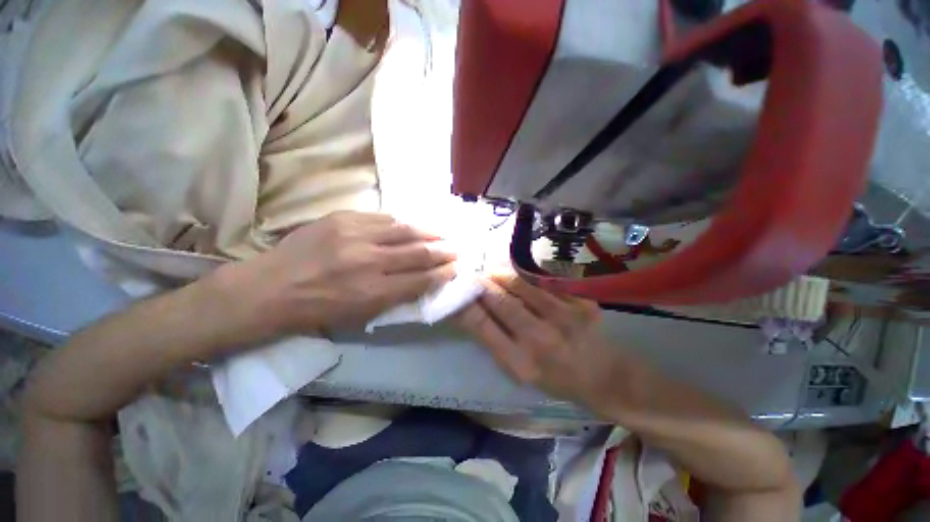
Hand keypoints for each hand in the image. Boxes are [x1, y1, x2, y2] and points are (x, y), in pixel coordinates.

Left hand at [226, 211, 456, 335]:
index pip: (421, 279)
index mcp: (373, 291)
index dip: (442, 274)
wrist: (268, 288)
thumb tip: (421, 281)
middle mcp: (369, 261)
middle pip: (418, 253)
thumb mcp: (359, 315)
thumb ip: (394, 297)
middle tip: (456, 249)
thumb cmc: (316, 310)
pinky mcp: (342, 218)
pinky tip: (411, 225)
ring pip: (404, 230)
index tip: (456, 268)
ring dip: (428, 233)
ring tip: (441, 234)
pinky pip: (382, 218)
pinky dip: (401, 223)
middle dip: (442, 251)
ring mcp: (355, 235)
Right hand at [454, 272, 640, 409]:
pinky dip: (527, 276)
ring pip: (522, 285)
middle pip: (501, 301)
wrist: (604, 376)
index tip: (456, 292)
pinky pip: (545, 282)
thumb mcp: (519, 372)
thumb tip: (470, 311)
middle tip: (472, 274)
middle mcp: (541, 338)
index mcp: (521, 362)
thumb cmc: (555, 378)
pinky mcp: (581, 302)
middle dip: (482, 284)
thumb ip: (494, 341)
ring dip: (502, 275)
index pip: (482, 326)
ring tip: (492, 270)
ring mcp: (564, 317)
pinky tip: (520, 275)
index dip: (466, 305)